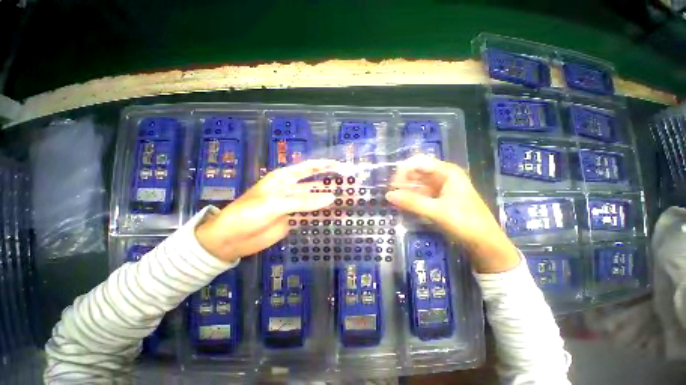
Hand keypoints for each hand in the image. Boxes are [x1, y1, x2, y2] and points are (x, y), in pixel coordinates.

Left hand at [195, 160, 337, 262]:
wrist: (231, 239)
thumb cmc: (248, 214)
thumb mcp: (275, 204)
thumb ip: (303, 201)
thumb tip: (331, 198)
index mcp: (284, 178)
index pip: (308, 167)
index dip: (325, 165)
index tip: (342, 166)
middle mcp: (291, 189)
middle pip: (316, 185)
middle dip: (333, 185)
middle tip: (352, 186)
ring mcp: (293, 206)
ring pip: (316, 201)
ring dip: (332, 202)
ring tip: (350, 202)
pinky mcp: (293, 220)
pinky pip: (312, 216)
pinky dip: (324, 216)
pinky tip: (337, 217)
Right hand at [385, 155, 519, 272]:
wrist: (485, 244)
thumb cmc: (466, 223)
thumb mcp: (437, 211)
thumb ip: (412, 202)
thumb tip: (388, 195)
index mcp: (447, 172)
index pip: (419, 162)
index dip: (404, 170)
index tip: (392, 184)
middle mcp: (442, 176)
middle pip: (417, 172)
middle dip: (403, 181)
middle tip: (390, 194)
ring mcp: (440, 188)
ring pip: (417, 184)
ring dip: (405, 190)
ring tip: (392, 200)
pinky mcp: (437, 200)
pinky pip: (420, 194)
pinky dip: (410, 198)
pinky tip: (401, 204)